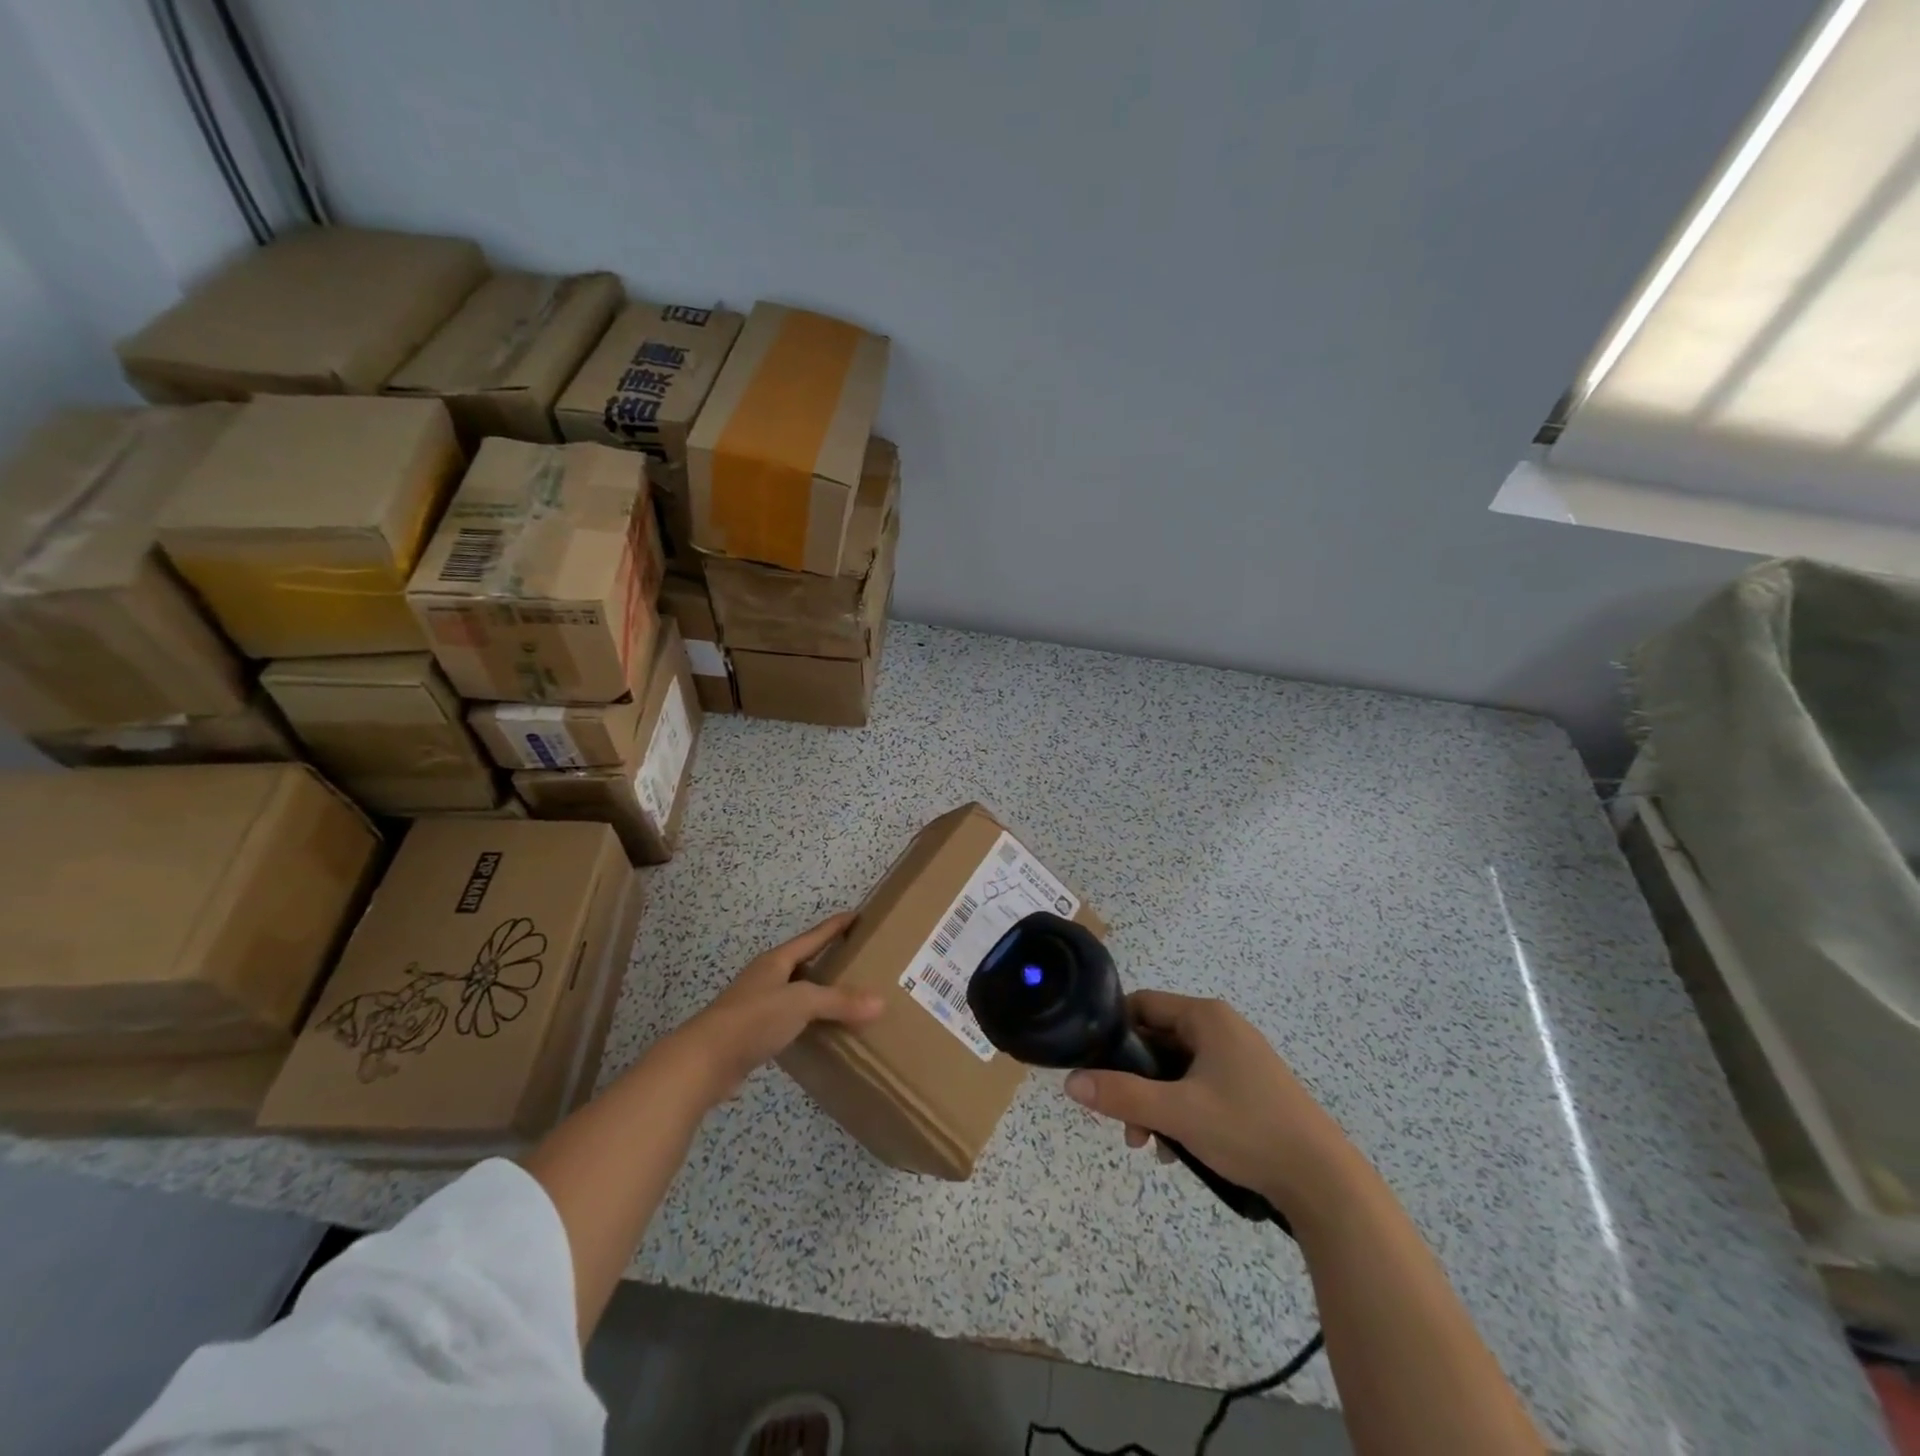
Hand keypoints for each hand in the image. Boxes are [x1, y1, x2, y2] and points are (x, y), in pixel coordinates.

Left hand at [661, 912, 883, 1107]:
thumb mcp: (801, 1003)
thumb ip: (839, 1001)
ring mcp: (757, 1005)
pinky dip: (807, 1021)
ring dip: (818, 993)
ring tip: (848, 998)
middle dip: (829, 960)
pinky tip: (821, 1032)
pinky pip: (789, 1019)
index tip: (857, 916)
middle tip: (860, 960)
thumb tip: (880, 1001)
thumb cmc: (753, 1019)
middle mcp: (766, 977)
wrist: (703, 1062)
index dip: (835, 926)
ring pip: (796, 992)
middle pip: (803, 962)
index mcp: (776, 960)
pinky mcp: (752, 1033)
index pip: (813, 937)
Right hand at [1064, 990, 1348, 1211]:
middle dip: (1134, 1080)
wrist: (1324, 1182)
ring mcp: (1237, 1058)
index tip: (1095, 1066)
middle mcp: (1221, 1028)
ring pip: (1175, 1069)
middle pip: (1156, 1041)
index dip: (1113, 1031)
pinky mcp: (1248, 1087)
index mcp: (1206, 1017)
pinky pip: (1198, 1087)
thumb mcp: (1177, 1113)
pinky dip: (1180, 1111)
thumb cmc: (1247, 1130)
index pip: (1142, 1005)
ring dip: (1154, 1103)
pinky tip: (1176, 1150)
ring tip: (1148, 1144)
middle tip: (1122, 1120)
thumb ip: (1121, 1095)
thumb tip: (1071, 1082)